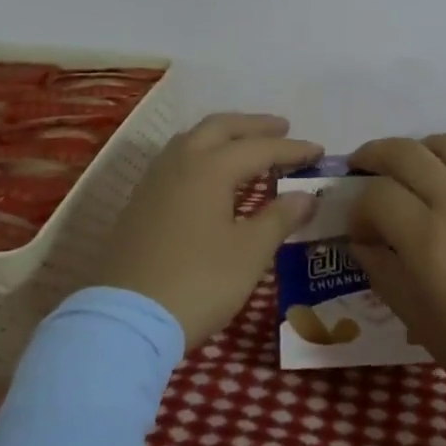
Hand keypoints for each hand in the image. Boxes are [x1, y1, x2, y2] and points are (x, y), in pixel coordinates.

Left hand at [92, 113, 320, 347]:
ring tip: (246, 146)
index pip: (259, 147)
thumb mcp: (249, 253)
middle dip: (253, 126)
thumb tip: (306, 196)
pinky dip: (202, 154)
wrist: (126, 319)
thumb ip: (279, 218)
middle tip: (282, 129)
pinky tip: (210, 176)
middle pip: (219, 128)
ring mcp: (153, 181)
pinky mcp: (139, 202)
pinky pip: (176, 160)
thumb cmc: (198, 283)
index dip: (291, 149)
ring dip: (223, 136)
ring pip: (192, 139)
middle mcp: (179, 162)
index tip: (318, 151)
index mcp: (209, 168)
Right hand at [348, 111, 445, 439]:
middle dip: (374, 157)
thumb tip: (364, 242)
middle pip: (404, 155)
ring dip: (422, 146)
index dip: (358, 208)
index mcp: (426, 240)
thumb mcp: (421, 324)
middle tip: (365, 169)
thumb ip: (385, 275)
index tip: (362, 229)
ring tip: (415, 161)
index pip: (374, 197)